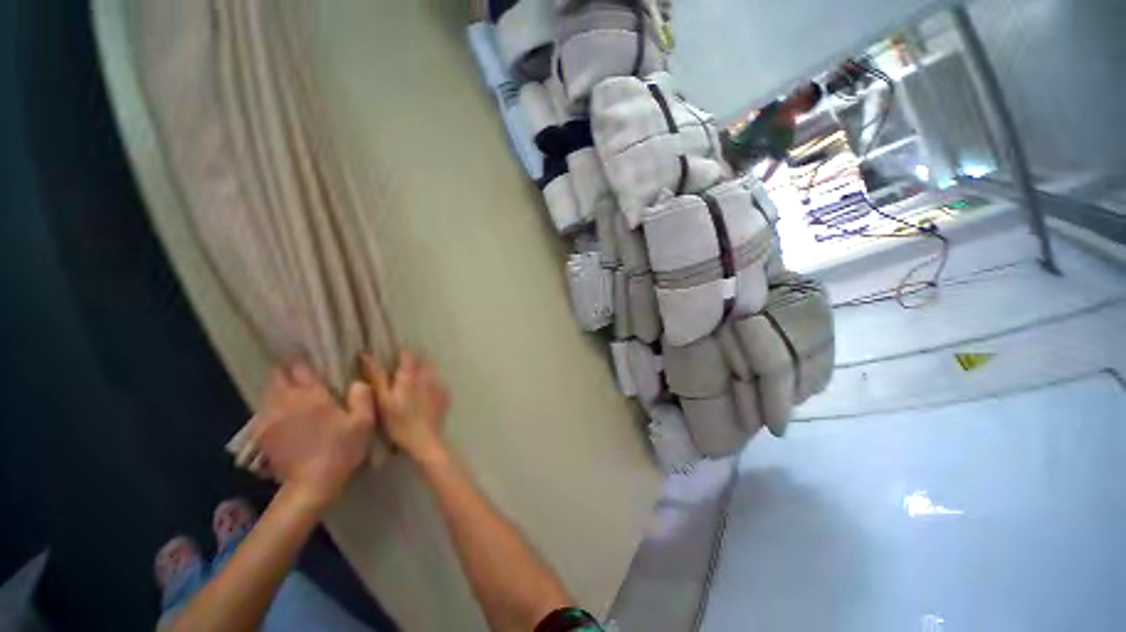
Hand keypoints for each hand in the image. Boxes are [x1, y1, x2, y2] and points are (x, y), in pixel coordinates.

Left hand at [250, 361, 375, 506]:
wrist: (312, 484)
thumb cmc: (342, 449)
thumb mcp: (364, 422)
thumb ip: (362, 396)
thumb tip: (357, 381)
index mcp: (311, 395)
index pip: (299, 367)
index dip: (303, 361)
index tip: (310, 362)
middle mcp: (286, 401)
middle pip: (276, 376)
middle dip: (286, 372)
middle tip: (300, 375)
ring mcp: (270, 418)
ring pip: (267, 392)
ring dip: (278, 389)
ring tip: (292, 394)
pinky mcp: (262, 434)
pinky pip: (264, 410)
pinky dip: (272, 407)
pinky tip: (284, 415)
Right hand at [361, 351, 449, 461]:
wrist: (425, 439)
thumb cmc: (399, 421)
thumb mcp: (382, 400)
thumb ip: (376, 376)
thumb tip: (365, 354)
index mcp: (411, 374)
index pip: (407, 354)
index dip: (399, 354)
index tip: (391, 358)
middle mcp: (428, 374)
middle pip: (421, 361)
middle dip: (411, 363)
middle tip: (399, 373)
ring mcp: (439, 383)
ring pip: (430, 370)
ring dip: (422, 372)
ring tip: (411, 384)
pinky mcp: (445, 394)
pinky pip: (437, 382)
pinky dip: (430, 383)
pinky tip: (423, 395)